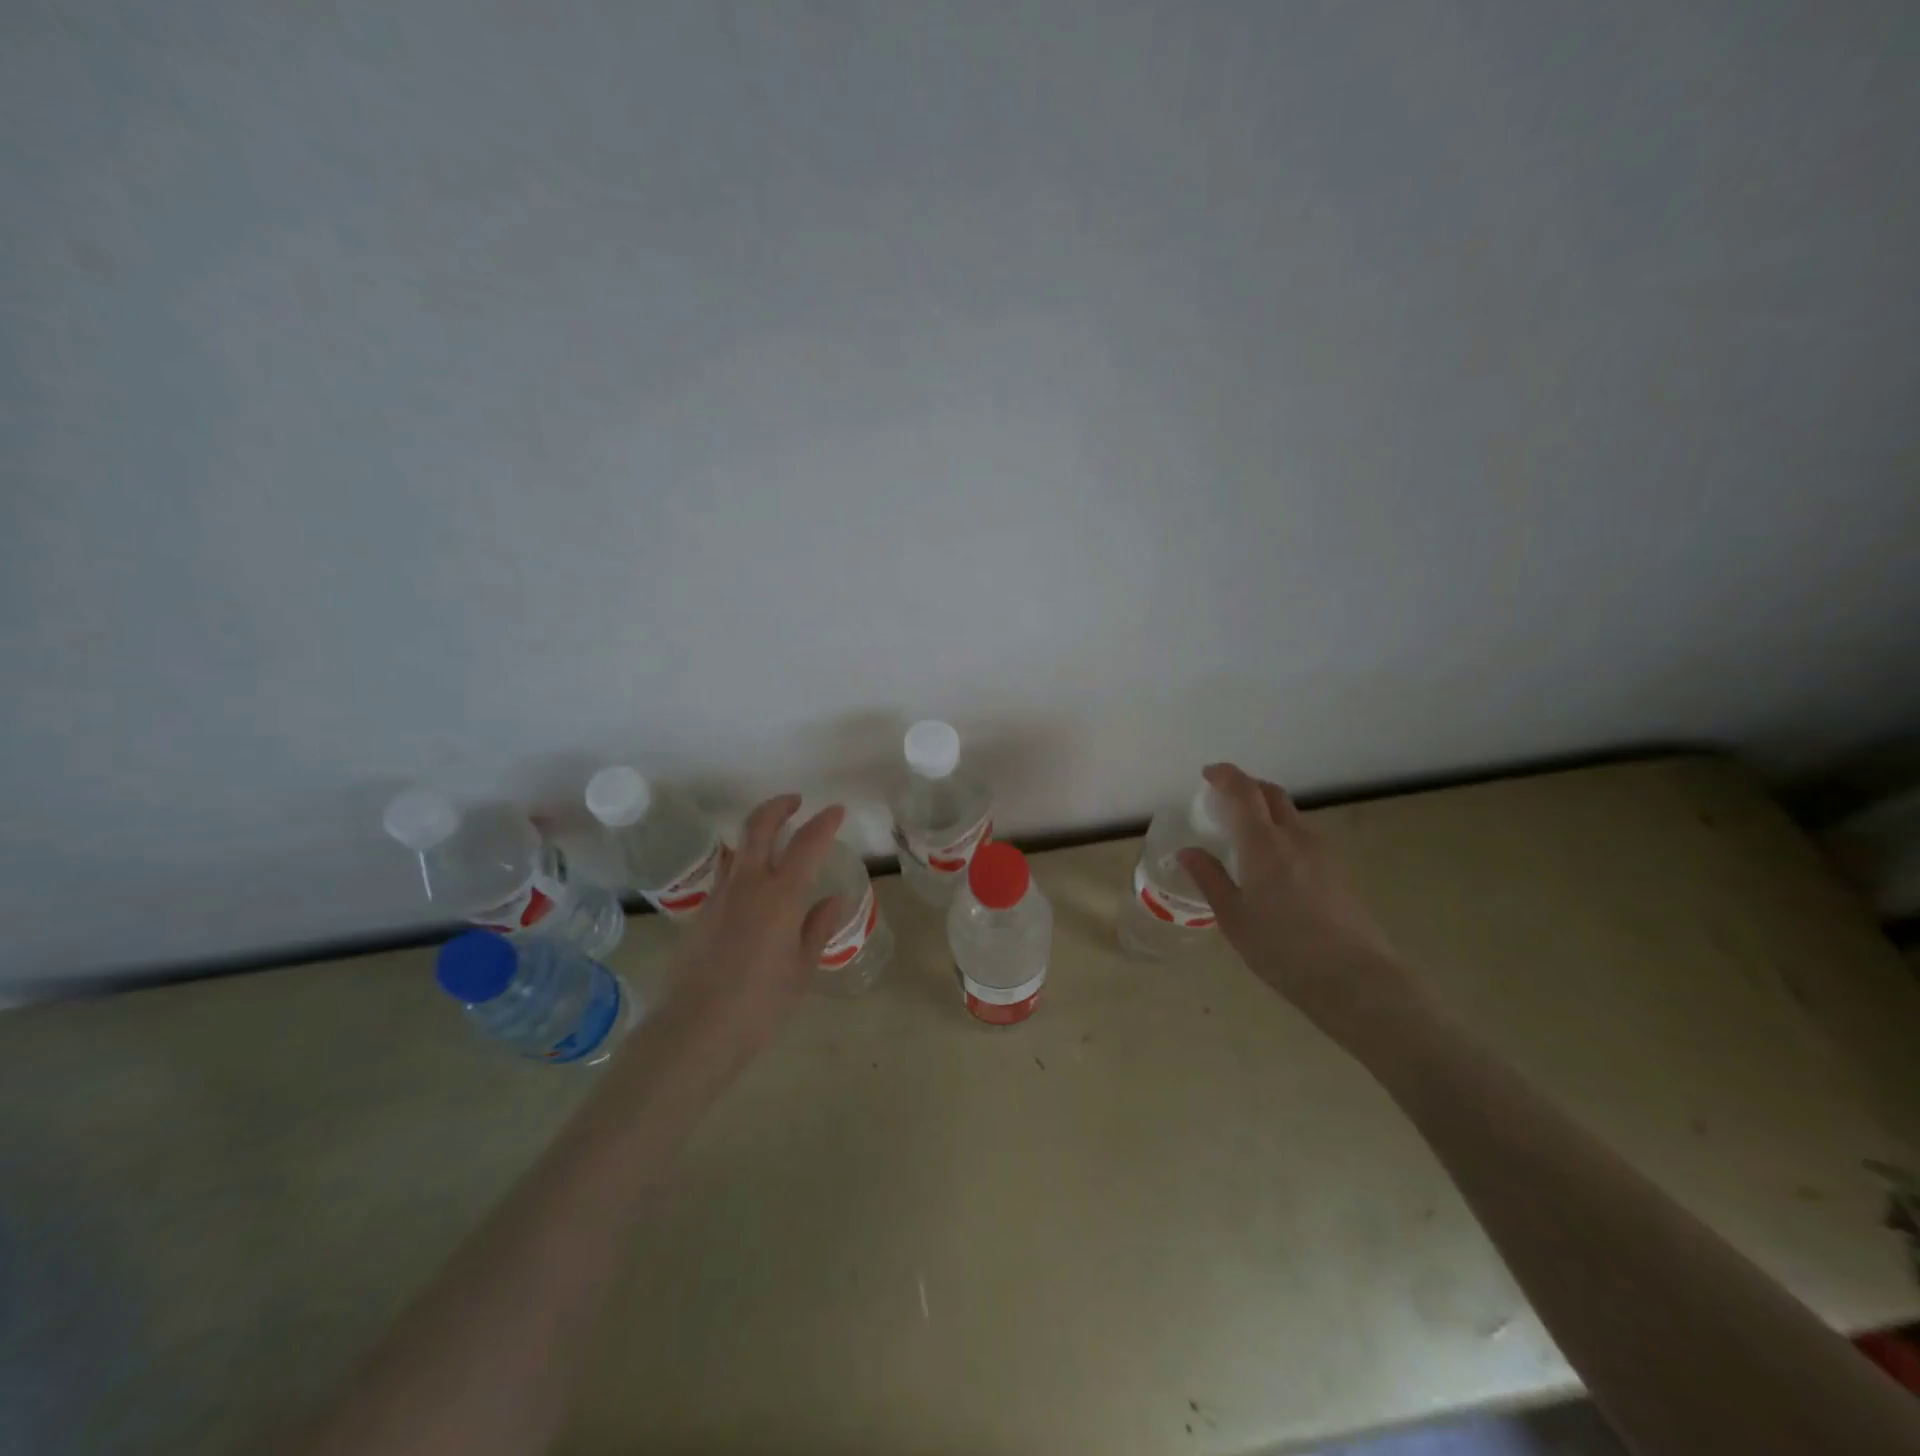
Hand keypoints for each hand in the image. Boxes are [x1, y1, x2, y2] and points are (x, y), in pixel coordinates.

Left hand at [647, 793, 849, 1076]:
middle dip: (779, 806)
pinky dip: (744, 866)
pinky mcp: (700, 913)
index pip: (807, 843)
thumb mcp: (802, 969)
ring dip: (757, 833)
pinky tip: (754, 889)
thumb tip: (834, 899)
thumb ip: (818, 928)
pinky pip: (727, 875)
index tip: (836, 811)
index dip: (824, 822)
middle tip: (795, 802)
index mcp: (781, 896)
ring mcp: (719, 896)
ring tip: (775, 842)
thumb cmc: (760, 1004)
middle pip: (759, 826)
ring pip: (738, 847)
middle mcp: (748, 885)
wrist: (695, 1030)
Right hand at [1178, 763, 1424, 1032]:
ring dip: (1266, 811)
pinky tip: (1272, 863)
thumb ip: (1210, 879)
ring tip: (1245, 833)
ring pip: (1291, 815)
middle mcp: (1296, 838)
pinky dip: (1282, 832)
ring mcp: (1322, 853)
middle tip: (1224, 799)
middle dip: (1247, 787)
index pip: (1244, 792)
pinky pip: (1304, 837)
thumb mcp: (1234, 918)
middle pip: (1272, 795)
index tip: (1208, 774)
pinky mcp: (1338, 871)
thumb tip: (1188, 852)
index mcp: (1264, 844)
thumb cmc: (1283, 950)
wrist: (1356, 980)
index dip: (1226, 776)